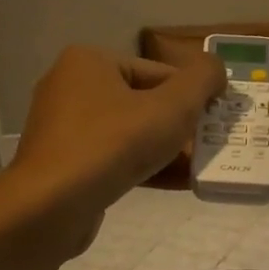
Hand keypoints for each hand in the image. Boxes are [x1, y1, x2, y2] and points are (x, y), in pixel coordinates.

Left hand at [6, 46, 225, 253]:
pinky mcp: (63, 164)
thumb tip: (216, 69)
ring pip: (129, 133)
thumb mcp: (172, 107)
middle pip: (143, 101)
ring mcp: (63, 128)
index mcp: (89, 62)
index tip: (219, 119)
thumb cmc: (113, 145)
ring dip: (167, 150)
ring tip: (202, 167)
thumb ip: (202, 81)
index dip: (193, 94)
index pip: (157, 71)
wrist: (49, 208)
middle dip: (181, 125)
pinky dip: (144, 167)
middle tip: (213, 144)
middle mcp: (70, 87)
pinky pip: (113, 157)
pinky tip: (178, 184)